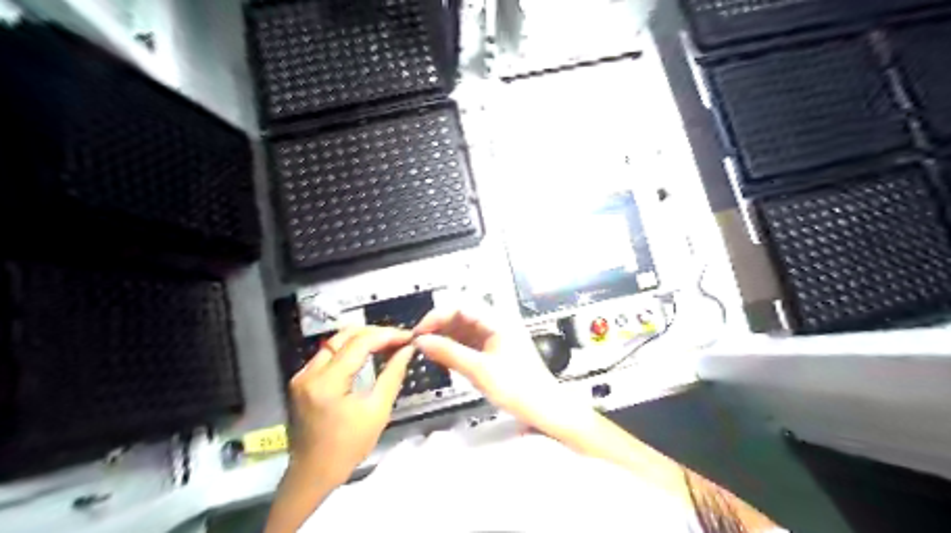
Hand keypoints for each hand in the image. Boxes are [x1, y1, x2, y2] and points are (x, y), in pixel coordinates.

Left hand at [285, 328, 412, 485]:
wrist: (313, 473)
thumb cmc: (348, 447)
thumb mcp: (377, 411)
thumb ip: (393, 375)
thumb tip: (408, 350)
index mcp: (328, 382)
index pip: (360, 343)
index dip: (387, 335)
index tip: (408, 336)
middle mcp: (310, 372)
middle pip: (345, 336)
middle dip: (375, 333)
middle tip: (398, 338)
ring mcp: (302, 375)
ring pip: (335, 342)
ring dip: (362, 339)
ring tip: (387, 344)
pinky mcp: (301, 380)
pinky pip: (328, 354)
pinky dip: (349, 349)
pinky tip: (366, 354)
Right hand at [414, 310, 592, 434]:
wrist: (545, 408)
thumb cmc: (518, 388)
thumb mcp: (480, 371)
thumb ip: (449, 353)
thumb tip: (421, 341)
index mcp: (498, 320)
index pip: (461, 306)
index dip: (437, 316)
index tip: (419, 332)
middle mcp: (497, 322)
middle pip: (461, 314)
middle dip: (439, 325)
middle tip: (420, 341)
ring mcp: (496, 335)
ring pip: (464, 327)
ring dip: (445, 335)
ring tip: (426, 349)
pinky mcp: (494, 348)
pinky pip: (469, 340)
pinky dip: (454, 346)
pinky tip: (441, 354)